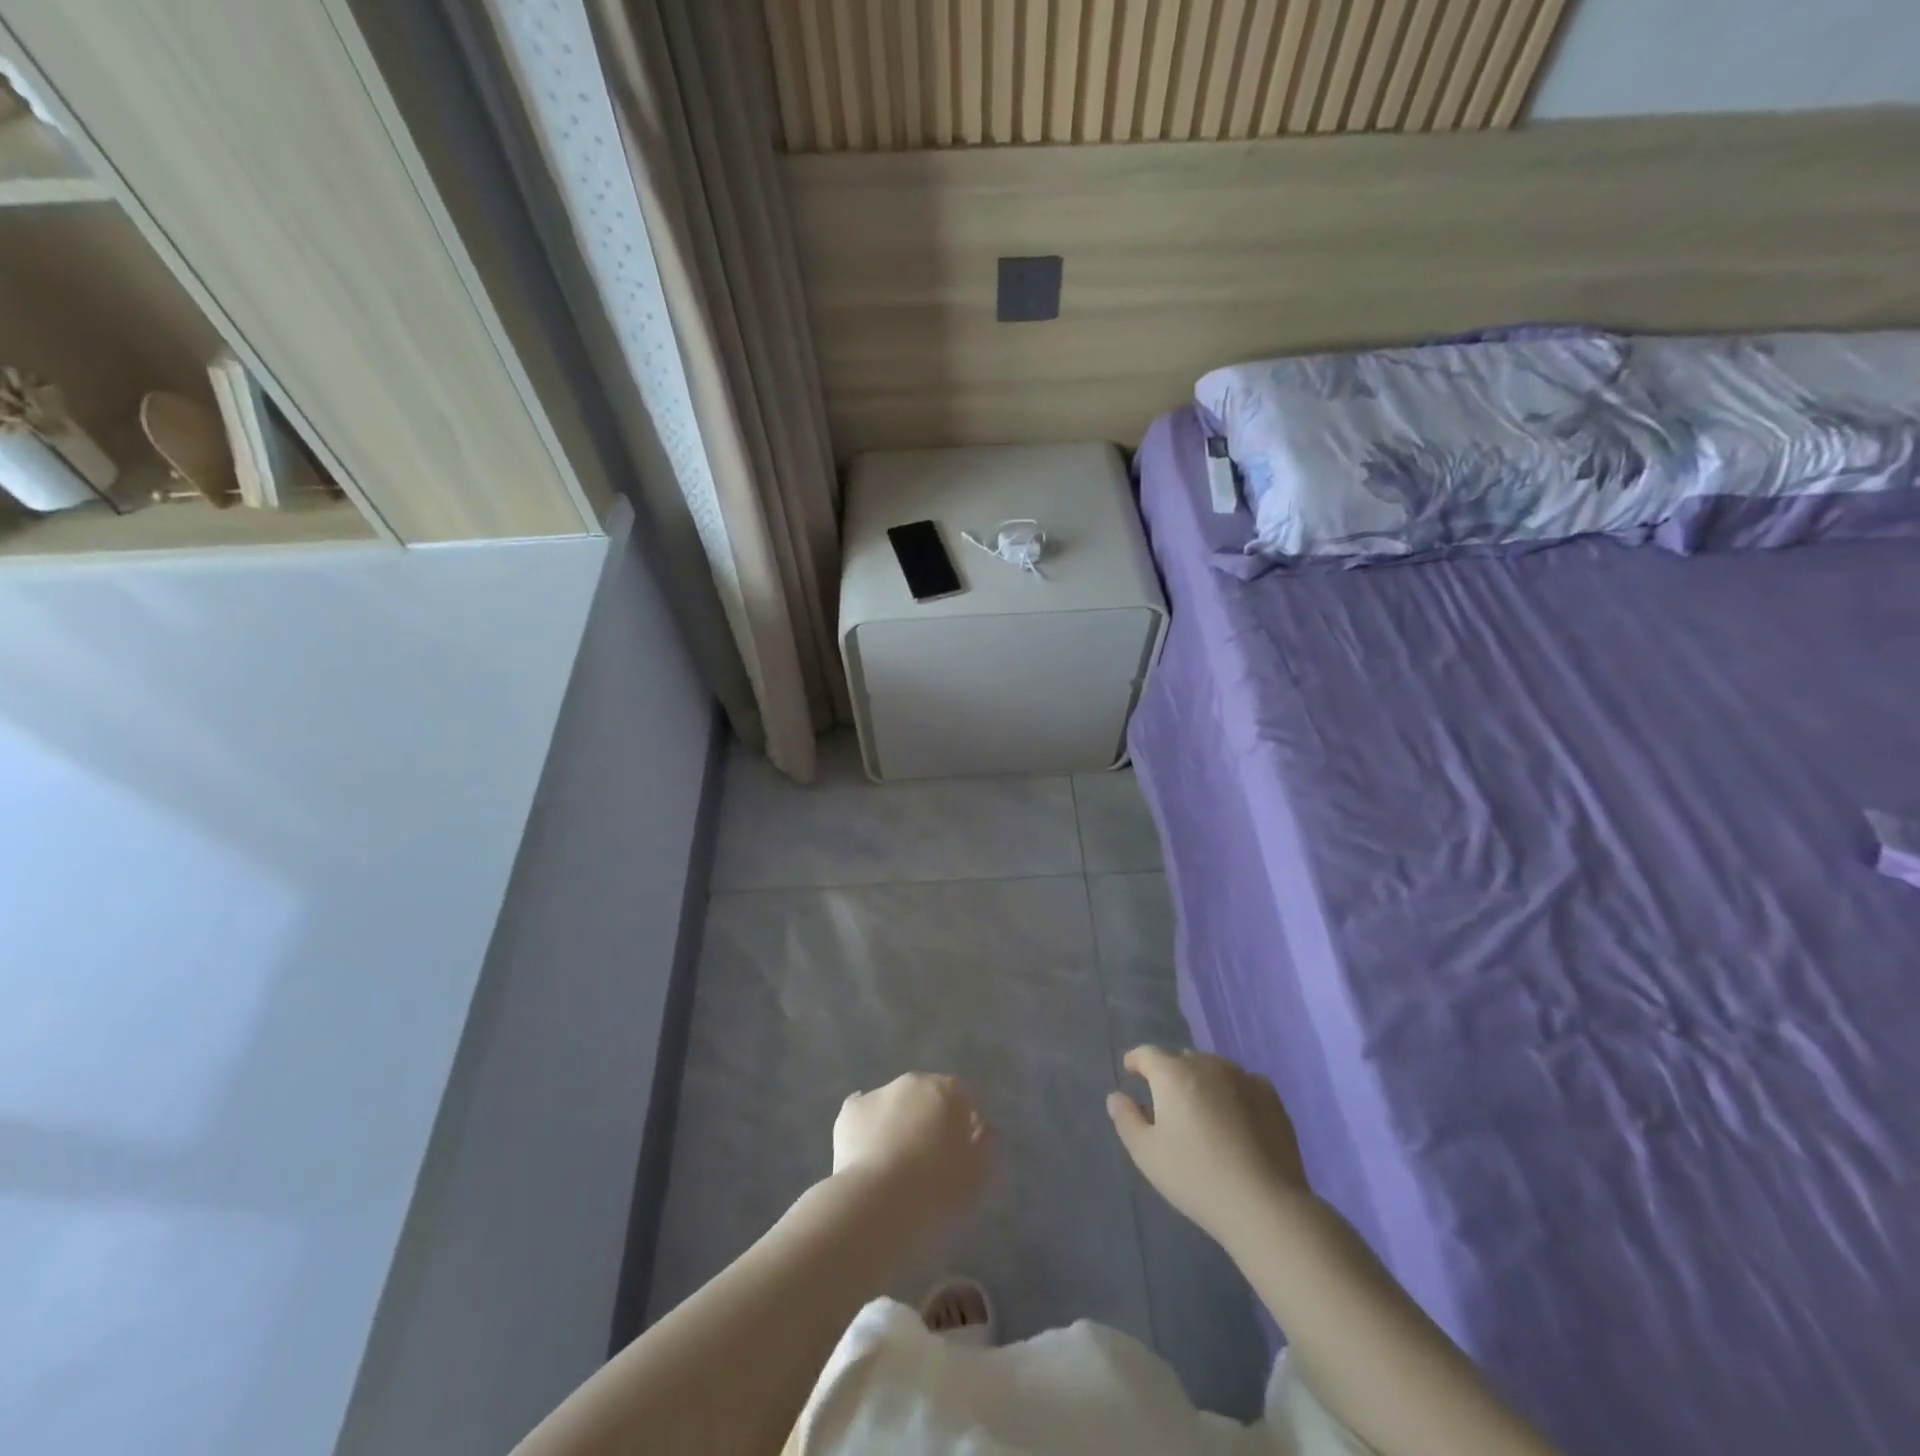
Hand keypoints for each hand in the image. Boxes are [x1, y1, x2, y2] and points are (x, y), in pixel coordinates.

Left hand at [833, 1073, 993, 1222]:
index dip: (961, 1123)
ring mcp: (879, 1092)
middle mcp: (913, 1081)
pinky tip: (866, 1156)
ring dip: (896, 1123)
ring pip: (893, 1105)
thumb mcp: (978, 1171)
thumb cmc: (938, 1185)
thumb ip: (986, 1144)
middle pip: (925, 1096)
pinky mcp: (850, 1112)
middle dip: (926, 1118)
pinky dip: (866, 1131)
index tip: (959, 1152)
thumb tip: (984, 1129)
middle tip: (926, 1158)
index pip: (961, 1097)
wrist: (881, 1199)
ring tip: (893, 1164)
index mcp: (948, 1089)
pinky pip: (862, 1117)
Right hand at [1107, 1047, 1309, 1244]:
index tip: (1131, 1071)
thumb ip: (1126, 1119)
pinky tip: (1235, 1117)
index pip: (1148, 1054)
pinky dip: (1232, 1092)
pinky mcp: (1270, 1096)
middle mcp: (1207, 1065)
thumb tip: (1117, 1096)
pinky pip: (1242, 1083)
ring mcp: (1242, 1077)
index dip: (1136, 1061)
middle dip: (1170, 1073)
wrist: (1265, 1204)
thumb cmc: (1196, 1178)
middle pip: (1182, 1059)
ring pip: (1213, 1069)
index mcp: (1173, 1074)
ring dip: (1202, 1081)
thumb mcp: (1147, 1154)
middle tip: (1168, 1102)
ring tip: (1202, 1109)